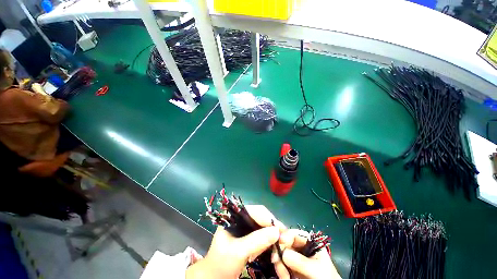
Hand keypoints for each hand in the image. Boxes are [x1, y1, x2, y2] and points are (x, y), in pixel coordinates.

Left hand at [186, 205, 285, 278]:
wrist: (214, 276)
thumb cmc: (221, 263)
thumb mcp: (238, 252)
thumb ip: (257, 241)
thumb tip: (277, 232)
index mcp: (233, 214)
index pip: (255, 211)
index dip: (269, 219)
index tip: (282, 230)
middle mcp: (239, 216)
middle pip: (260, 216)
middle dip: (271, 227)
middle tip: (283, 239)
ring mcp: (244, 226)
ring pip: (262, 225)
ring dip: (271, 235)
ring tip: (278, 245)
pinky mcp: (247, 235)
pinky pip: (261, 233)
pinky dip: (267, 241)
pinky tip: (270, 248)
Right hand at [273, 229, 340, 278]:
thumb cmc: (325, 278)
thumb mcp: (315, 269)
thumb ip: (300, 261)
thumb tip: (282, 252)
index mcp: (309, 242)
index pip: (294, 233)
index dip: (285, 236)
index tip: (278, 242)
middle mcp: (301, 248)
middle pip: (285, 243)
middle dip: (280, 252)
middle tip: (275, 261)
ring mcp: (295, 258)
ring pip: (281, 254)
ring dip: (279, 263)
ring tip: (283, 275)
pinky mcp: (291, 268)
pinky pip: (281, 265)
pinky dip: (281, 271)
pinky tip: (284, 277)